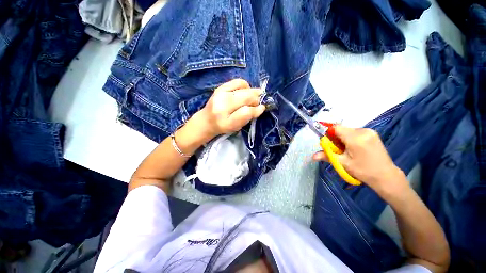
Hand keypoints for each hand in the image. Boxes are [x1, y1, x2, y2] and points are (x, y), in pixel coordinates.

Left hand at [197, 79, 265, 138]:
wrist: (207, 120)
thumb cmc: (224, 125)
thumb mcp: (236, 127)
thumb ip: (248, 118)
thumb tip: (261, 107)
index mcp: (226, 120)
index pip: (246, 112)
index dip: (256, 109)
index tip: (261, 108)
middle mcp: (222, 106)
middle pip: (246, 97)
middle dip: (256, 99)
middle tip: (257, 103)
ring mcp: (221, 94)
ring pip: (244, 89)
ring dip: (252, 92)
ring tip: (252, 97)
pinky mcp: (220, 87)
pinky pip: (238, 82)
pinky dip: (245, 85)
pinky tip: (246, 90)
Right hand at [312, 126, 406, 193]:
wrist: (385, 176)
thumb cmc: (363, 170)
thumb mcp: (343, 163)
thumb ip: (327, 156)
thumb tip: (313, 156)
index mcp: (355, 138)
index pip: (336, 128)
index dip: (328, 132)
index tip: (326, 141)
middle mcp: (363, 131)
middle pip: (342, 129)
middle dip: (335, 138)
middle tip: (337, 149)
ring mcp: (369, 131)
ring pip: (348, 131)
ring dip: (343, 138)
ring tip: (346, 150)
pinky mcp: (372, 133)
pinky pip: (355, 132)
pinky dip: (350, 138)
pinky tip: (354, 148)